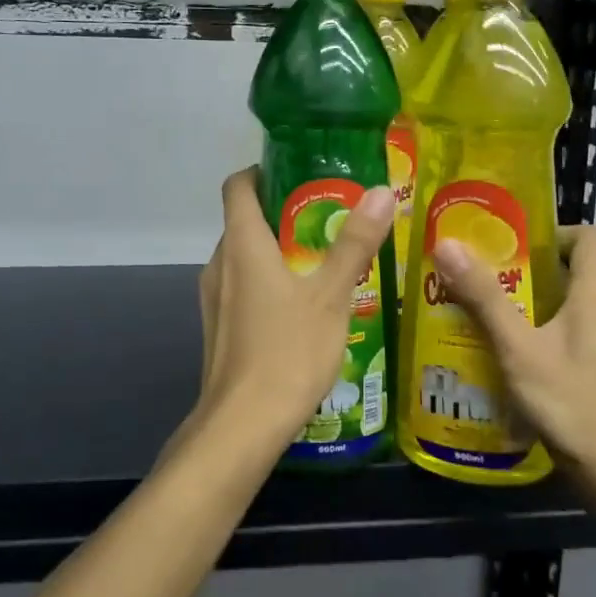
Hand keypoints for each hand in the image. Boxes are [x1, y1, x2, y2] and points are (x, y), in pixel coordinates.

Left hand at [183, 167, 394, 459]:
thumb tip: (382, 191)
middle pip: (244, 220)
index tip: (301, 173)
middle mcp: (219, 263)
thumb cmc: (288, 351)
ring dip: (278, 251)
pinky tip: (302, 307)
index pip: (238, 184)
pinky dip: (267, 283)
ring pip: (244, 257)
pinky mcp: (217, 327)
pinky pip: (241, 288)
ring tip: (323, 262)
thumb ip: (355, 242)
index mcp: (241, 243)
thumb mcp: (332, 294)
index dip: (264, 170)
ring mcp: (213, 298)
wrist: (242, 426)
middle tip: (330, 218)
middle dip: (284, 213)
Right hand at [430, 225, 595, 507]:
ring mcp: (594, 344)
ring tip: (464, 302)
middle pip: (562, 269)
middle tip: (468, 267)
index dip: (551, 228)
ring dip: (513, 301)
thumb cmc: (576, 404)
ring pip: (553, 305)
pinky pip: (551, 335)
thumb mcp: (521, 349)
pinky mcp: (585, 370)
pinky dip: (521, 333)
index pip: (587, 236)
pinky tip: (485, 348)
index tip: (505, 236)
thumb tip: (447, 243)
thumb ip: (484, 298)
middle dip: (515, 265)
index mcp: (594, 294)